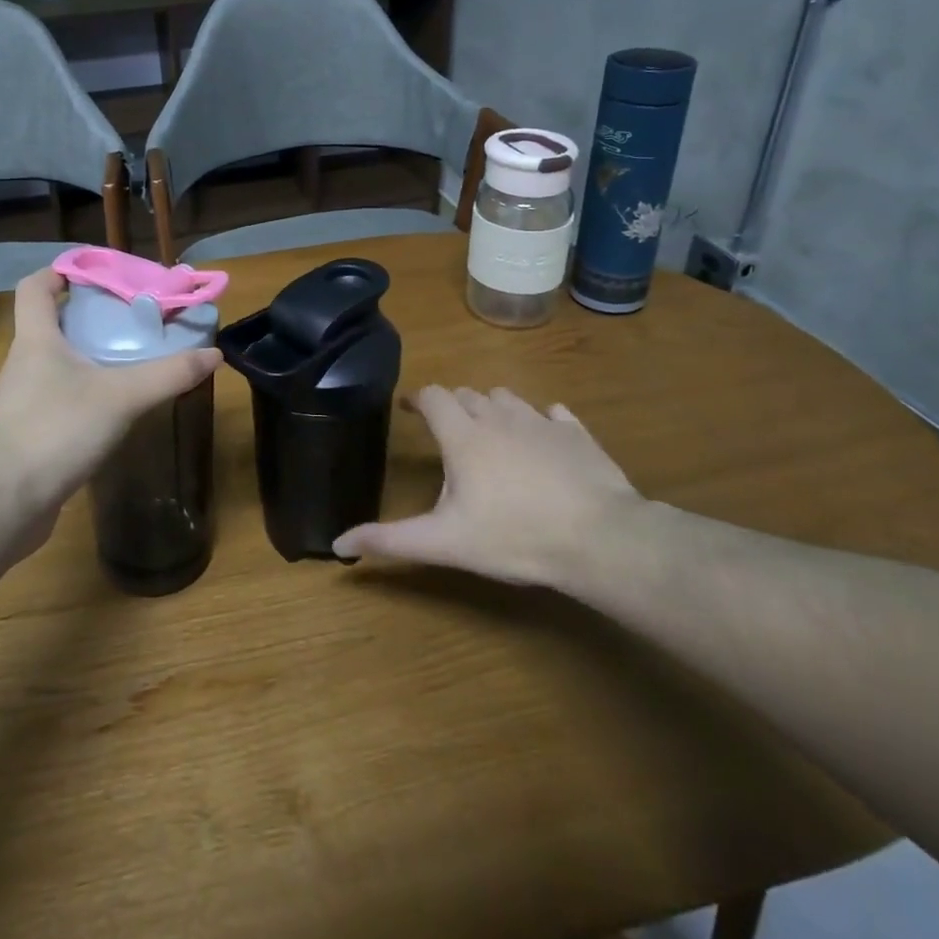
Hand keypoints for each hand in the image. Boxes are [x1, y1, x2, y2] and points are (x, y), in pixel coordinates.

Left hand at [0, 268, 221, 523]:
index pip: (35, 287)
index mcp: (36, 340)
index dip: (59, 272)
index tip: (95, 273)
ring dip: (86, 358)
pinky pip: (56, 399)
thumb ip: (168, 374)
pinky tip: (111, 411)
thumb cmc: (56, 430)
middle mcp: (23, 364)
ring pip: (54, 364)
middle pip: (49, 324)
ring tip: (128, 363)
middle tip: (130, 320)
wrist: (4, 502)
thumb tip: (213, 354)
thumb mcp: (122, 397)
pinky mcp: (26, 434)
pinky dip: (82, 394)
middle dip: (87, 317)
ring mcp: (20, 401)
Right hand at [331, 386, 644, 589]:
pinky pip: (554, 414)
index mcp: (463, 437)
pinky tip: (544, 438)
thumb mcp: (445, 543)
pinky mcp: (577, 435)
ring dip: (493, 408)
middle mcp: (499, 418)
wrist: (600, 539)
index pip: (433, 397)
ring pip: (508, 398)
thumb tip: (338, 543)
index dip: (418, 399)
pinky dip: (542, 420)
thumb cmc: (514, 537)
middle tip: (448, 430)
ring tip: (490, 431)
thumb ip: (391, 540)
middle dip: (454, 405)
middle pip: (468, 395)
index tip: (408, 408)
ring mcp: (541, 423)